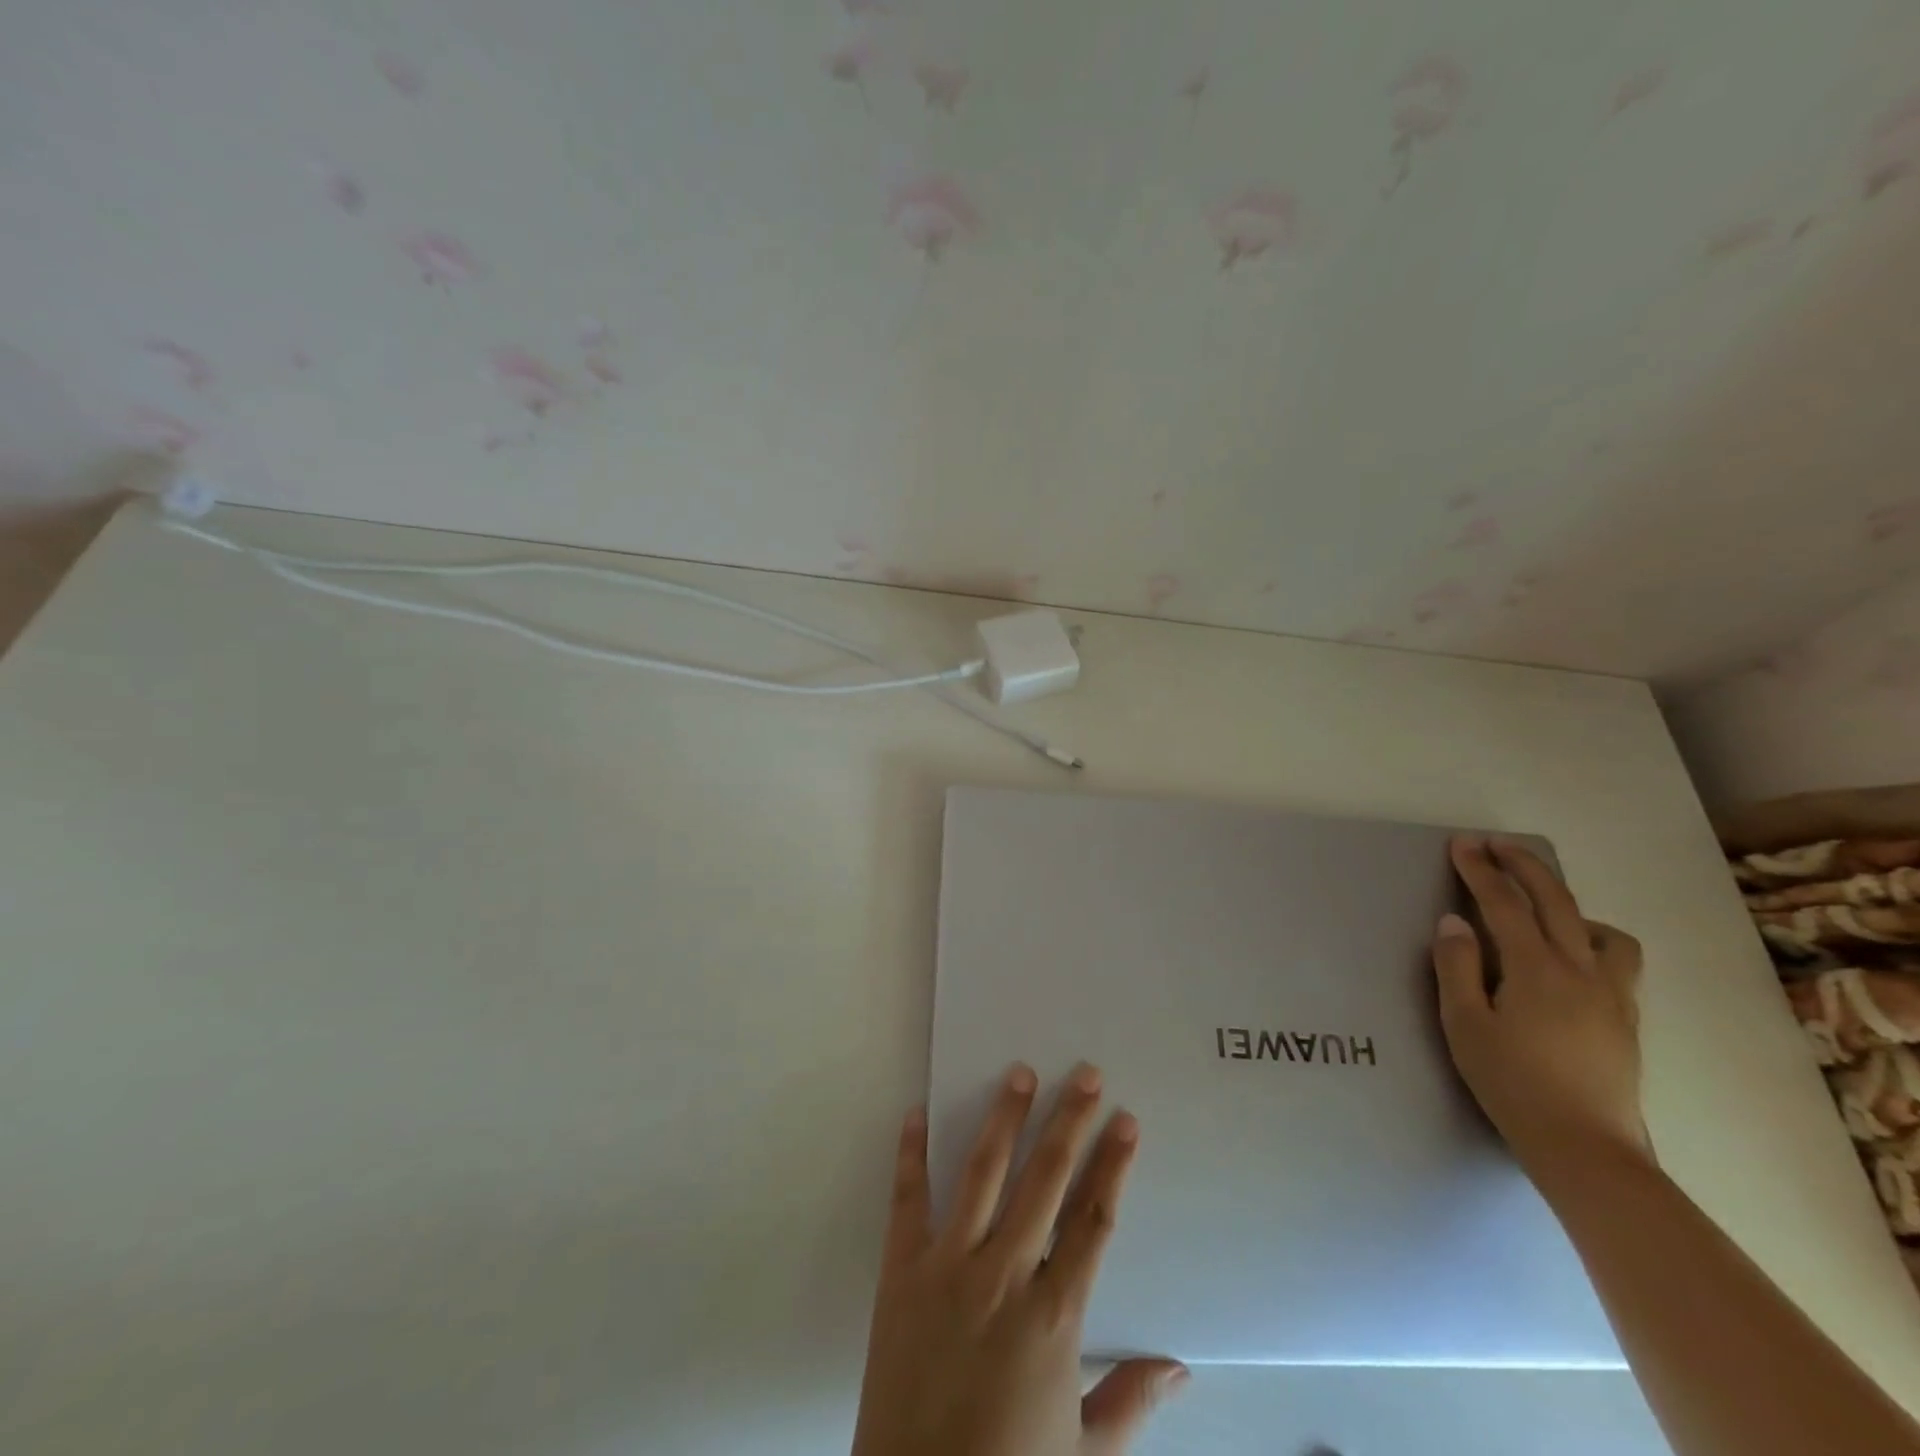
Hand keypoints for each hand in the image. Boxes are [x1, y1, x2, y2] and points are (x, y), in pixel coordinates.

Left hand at [851, 1063, 1186, 1455]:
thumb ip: (1131, 1404)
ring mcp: (949, 1266)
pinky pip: (907, 1199)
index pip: (1093, 1221)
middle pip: (1046, 1181)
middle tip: (1087, 1075)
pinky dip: (911, 1153)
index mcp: (1054, 1316)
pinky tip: (916, 1112)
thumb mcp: (1083, 1454)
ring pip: (983, 1174)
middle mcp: (1004, 1275)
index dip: (1113, 1167)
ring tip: (1020, 1072)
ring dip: (1004, 1119)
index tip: (1127, 1122)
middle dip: (1070, 1122)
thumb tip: (1180, 1368)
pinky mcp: (901, 1270)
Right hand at [1434, 837, 1651, 1180]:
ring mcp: (1612, 994)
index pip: (1505, 904)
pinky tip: (1571, 956)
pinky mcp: (1627, 1018)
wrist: (1586, 1148)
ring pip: (1601, 929)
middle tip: (1495, 845)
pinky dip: (1592, 938)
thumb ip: (1457, 967)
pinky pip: (1617, 959)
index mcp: (1536, 970)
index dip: (1481, 870)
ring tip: (1540, 906)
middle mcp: (1581, 971)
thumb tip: (1454, 921)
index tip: (1462, 844)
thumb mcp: (1465, 1024)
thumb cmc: (1512, 1084)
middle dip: (1524, 866)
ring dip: (1568, 904)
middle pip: (1556, 901)